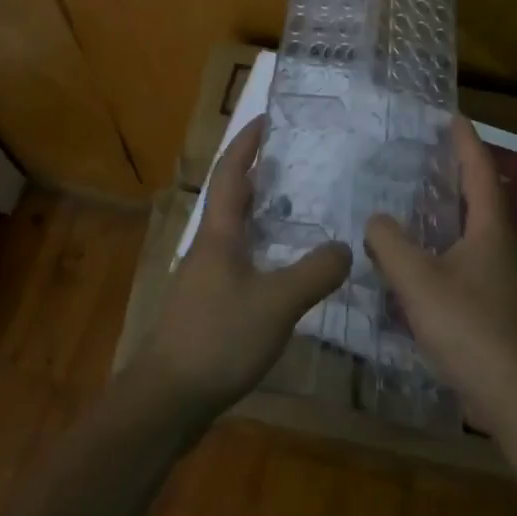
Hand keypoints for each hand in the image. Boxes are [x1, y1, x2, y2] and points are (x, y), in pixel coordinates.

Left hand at [130, 115, 352, 421]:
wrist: (168, 397)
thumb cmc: (218, 338)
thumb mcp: (276, 302)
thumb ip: (315, 272)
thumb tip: (348, 247)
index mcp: (219, 233)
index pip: (230, 172)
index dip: (247, 142)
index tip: (267, 118)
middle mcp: (209, 246)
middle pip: (233, 197)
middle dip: (261, 173)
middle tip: (299, 161)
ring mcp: (206, 276)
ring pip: (238, 230)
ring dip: (264, 212)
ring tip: (302, 207)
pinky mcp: (209, 303)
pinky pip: (242, 260)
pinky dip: (265, 248)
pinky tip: (287, 267)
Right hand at [364, 116, 516, 429]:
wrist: (514, 395)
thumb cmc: (469, 327)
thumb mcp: (418, 280)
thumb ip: (390, 244)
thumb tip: (376, 220)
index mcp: (490, 228)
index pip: (479, 170)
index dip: (465, 141)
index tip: (451, 116)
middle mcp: (502, 245)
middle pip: (480, 196)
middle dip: (456, 171)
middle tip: (424, 154)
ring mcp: (502, 276)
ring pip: (473, 229)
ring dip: (449, 210)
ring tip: (414, 200)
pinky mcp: (495, 303)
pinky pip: (466, 258)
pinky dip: (443, 245)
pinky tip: (418, 259)